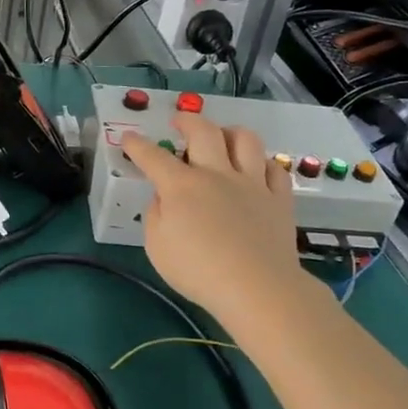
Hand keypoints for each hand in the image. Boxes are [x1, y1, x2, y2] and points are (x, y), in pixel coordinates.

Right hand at [123, 114, 302, 325]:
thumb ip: (156, 216)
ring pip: (245, 140)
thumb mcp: (157, 248)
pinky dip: (263, 164)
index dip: (137, 145)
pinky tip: (257, 170)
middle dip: (187, 120)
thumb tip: (163, 198)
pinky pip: (274, 168)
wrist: (257, 288)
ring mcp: (252, 183)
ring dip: (230, 132)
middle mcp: (217, 174)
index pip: (153, 156)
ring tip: (223, 136)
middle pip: (204, 131)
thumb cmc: (199, 272)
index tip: (129, 137)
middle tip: (179, 121)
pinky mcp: (279, 198)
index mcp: (182, 186)